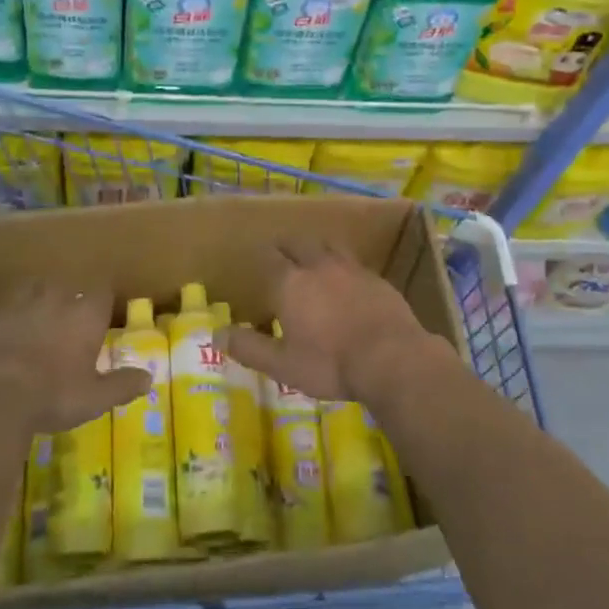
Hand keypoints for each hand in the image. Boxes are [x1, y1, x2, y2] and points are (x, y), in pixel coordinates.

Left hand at [0, 282, 149, 434]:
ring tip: (35, 324)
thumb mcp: (95, 398)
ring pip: (32, 291)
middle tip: (67, 325)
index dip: (102, 302)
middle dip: (68, 301)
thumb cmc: (52, 397)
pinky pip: (1, 311)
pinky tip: (2, 340)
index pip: (102, 291)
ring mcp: (18, 304)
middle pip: (66, 287)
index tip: (101, 316)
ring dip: (36, 303)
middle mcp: (54, 299)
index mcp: (85, 314)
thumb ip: (123, 385)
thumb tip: (149, 378)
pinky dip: (5, 321)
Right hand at [227, 239, 453, 405]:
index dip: (263, 256)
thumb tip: (216, 334)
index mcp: (291, 283)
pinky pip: (353, 262)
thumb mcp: (283, 365)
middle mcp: (318, 266)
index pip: (271, 257)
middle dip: (287, 246)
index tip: (258, 259)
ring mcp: (351, 268)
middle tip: (282, 254)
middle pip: (299, 243)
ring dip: (316, 248)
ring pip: (328, 246)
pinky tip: (347, 279)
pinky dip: (343, 265)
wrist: (392, 358)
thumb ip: (249, 347)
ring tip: (313, 257)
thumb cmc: (330, 364)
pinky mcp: (376, 278)